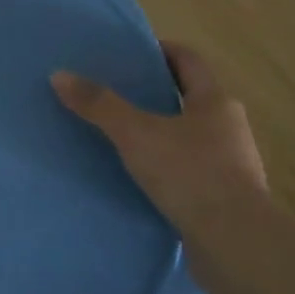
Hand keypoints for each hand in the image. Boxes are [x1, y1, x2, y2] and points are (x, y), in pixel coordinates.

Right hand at [52, 43, 267, 255]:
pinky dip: (170, 165)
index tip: (133, 53)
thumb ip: (99, 106)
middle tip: (120, 94)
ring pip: (192, 135)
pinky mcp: (225, 196)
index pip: (189, 60)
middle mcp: (229, 126)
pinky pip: (192, 169)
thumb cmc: (189, 174)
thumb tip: (60, 75)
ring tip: (127, 137)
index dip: (162, 51)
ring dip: (164, 131)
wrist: (234, 242)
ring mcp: (232, 163)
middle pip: (191, 97)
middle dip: (158, 93)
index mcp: (215, 101)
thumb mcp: (136, 135)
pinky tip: (145, 178)